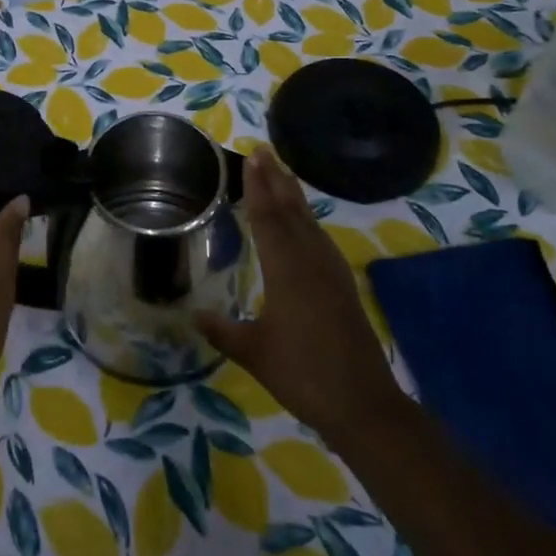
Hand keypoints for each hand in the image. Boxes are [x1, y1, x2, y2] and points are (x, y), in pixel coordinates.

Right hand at [196, 145, 401, 446]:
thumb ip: (222, 331)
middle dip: (276, 179)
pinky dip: (308, 220)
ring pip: (309, 222)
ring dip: (294, 195)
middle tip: (263, 151)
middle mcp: (311, 262)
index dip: (257, 187)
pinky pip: (321, 239)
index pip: (268, 218)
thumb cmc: (303, 375)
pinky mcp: (342, 285)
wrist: (363, 405)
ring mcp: (331, 272)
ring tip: (281, 174)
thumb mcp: (254, 353)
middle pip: (291, 211)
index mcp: (287, 270)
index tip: (251, 158)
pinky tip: (306, 224)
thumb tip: (192, 315)